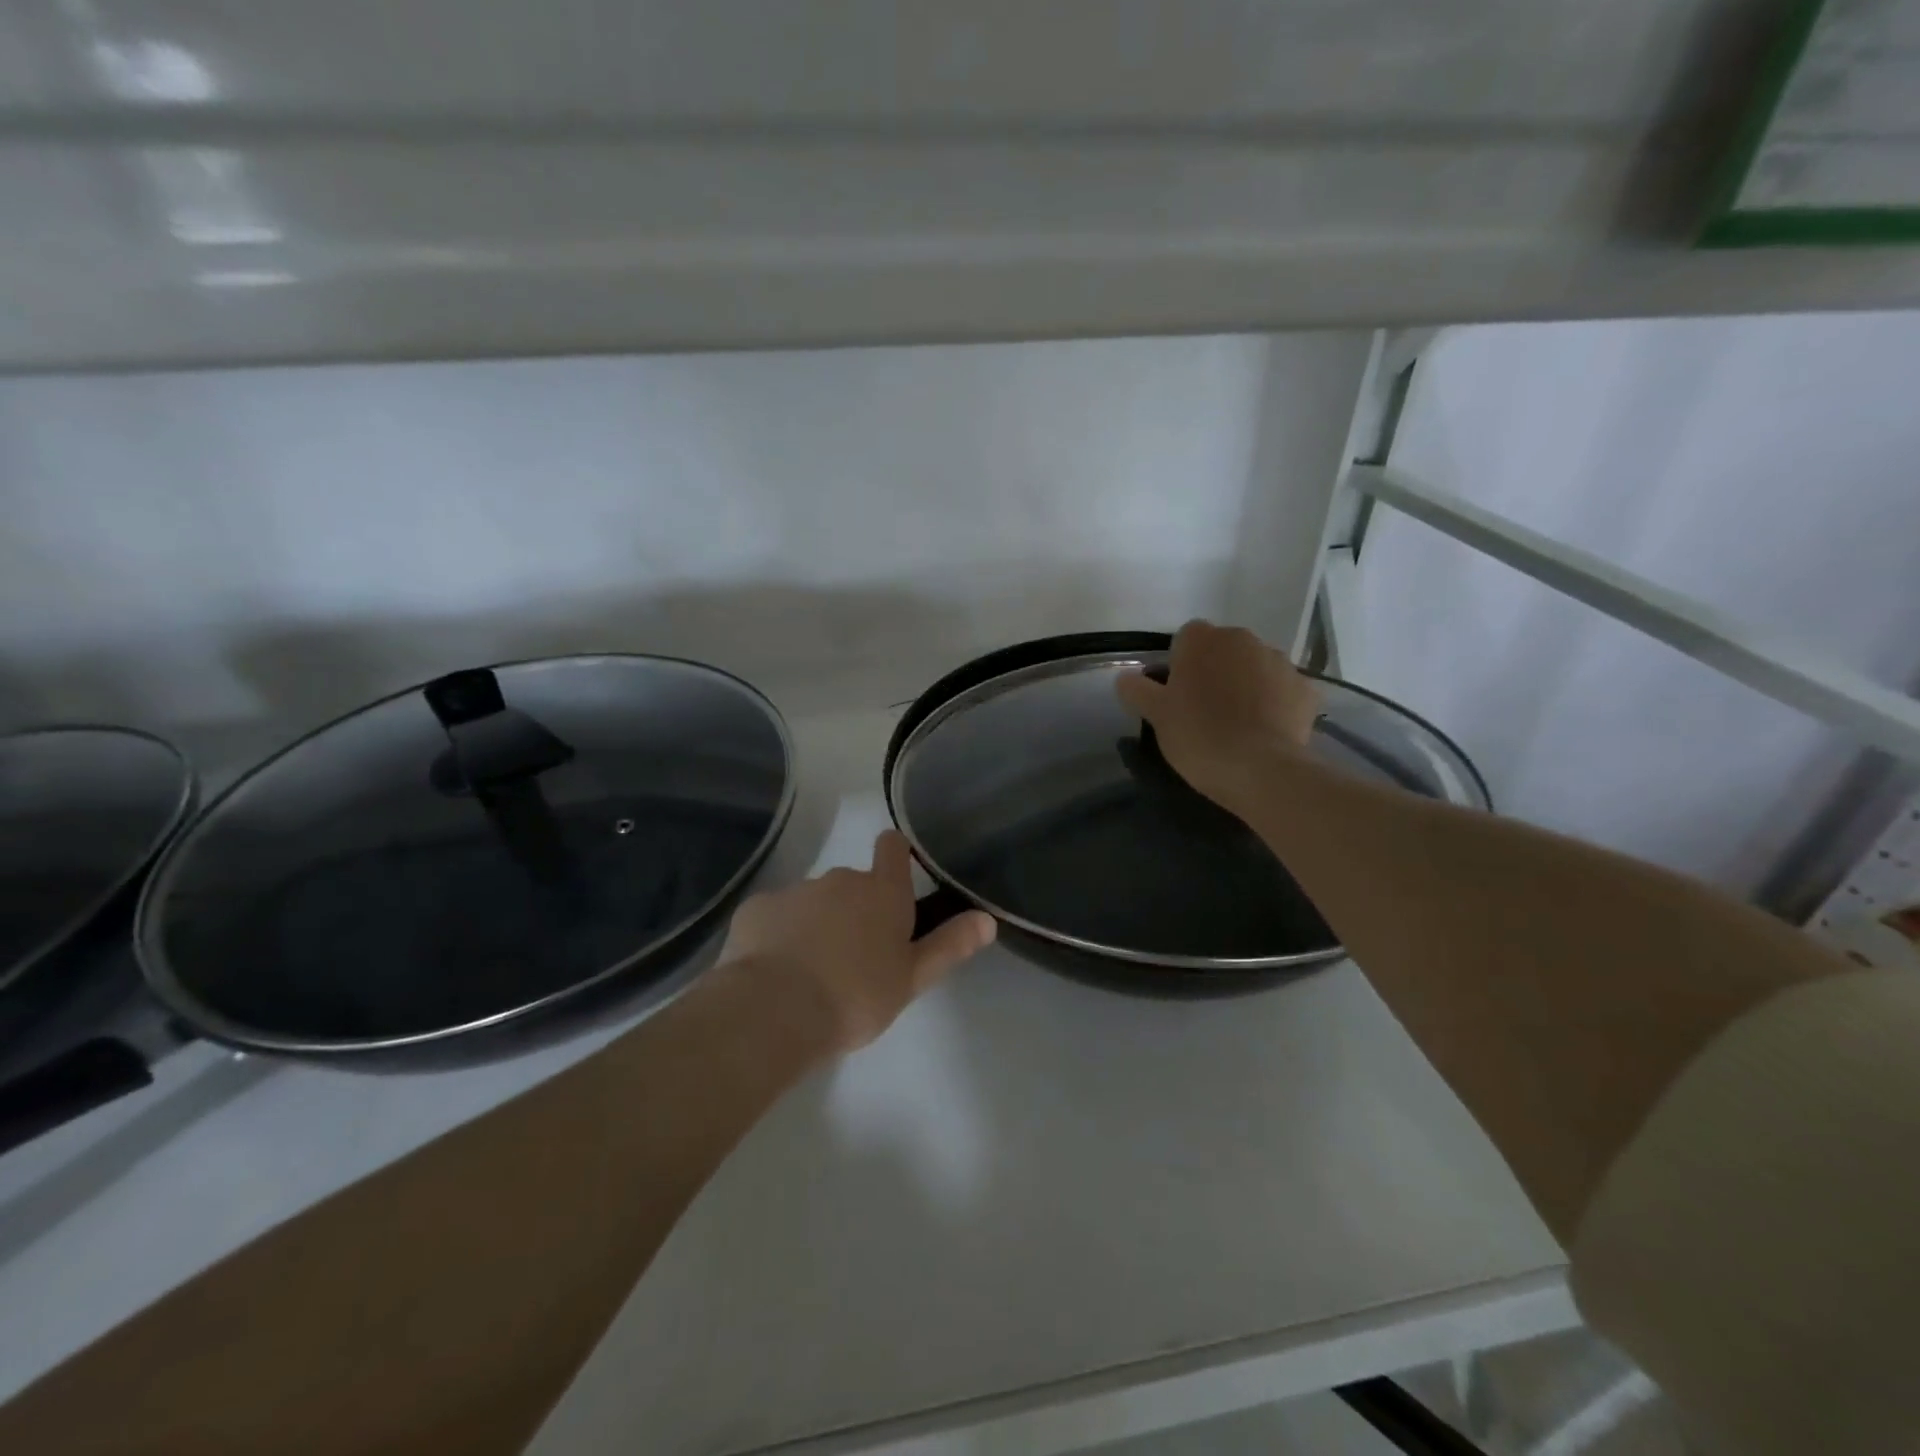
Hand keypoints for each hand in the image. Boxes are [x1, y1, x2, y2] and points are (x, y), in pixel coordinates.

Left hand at [718, 830, 996, 1052]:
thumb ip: (949, 945)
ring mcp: (796, 891)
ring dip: (817, 924)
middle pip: (853, 884)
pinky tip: (776, 971)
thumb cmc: (857, 996)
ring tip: (812, 972)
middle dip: (854, 910)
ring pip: (813, 902)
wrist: (776, 1011)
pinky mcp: (757, 909)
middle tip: (854, 958)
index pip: (892, 848)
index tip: (895, 875)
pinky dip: (779, 935)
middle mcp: (840, 880)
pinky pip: (776, 917)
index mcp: (882, 892)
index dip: (895, 854)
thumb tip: (988, 919)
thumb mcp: (912, 978)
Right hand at [1116, 620, 1318, 808]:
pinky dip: (1275, 704)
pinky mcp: (1306, 690)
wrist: (1259, 769)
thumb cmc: (1198, 735)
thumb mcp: (1156, 716)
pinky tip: (1265, 732)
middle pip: (1224, 650)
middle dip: (1215, 671)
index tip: (1176, 694)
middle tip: (1204, 710)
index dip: (1180, 664)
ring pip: (1255, 668)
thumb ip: (1137, 691)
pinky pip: (1283, 690)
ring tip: (1237, 724)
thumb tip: (1125, 678)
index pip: (1186, 638)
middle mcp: (1244, 640)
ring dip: (1246, 685)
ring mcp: (1281, 662)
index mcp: (1204, 640)